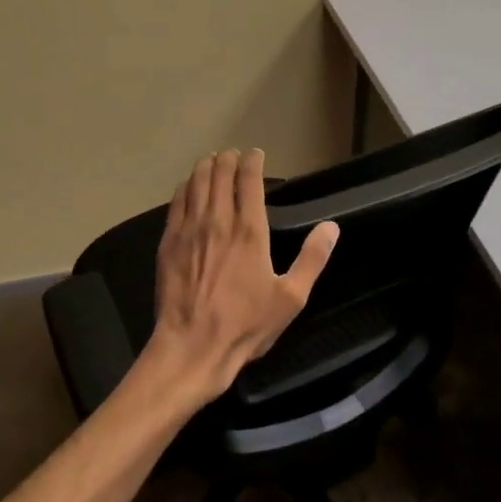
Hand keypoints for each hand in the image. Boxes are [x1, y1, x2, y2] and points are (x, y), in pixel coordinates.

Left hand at [150, 148, 339, 401]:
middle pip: (220, 175)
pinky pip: (176, 202)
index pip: (249, 181)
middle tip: (233, 155)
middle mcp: (218, 221)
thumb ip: (312, 259)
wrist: (192, 346)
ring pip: (196, 183)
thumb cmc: (245, 325)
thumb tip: (331, 227)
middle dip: (228, 159)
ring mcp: (190, 229)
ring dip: (206, 167)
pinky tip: (187, 186)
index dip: (253, 162)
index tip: (256, 154)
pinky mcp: (169, 242)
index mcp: (249, 231)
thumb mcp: (291, 298)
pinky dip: (185, 187)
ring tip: (212, 160)